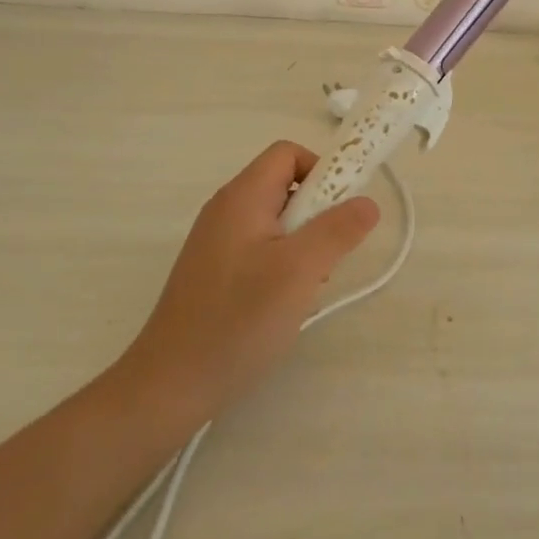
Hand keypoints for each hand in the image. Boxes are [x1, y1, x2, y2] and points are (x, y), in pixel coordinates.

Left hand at [126, 142, 380, 417]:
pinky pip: (261, 248)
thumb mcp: (300, 270)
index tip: (341, 211)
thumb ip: (338, 230)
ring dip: (303, 243)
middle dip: (317, 213)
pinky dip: (283, 264)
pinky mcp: (215, 271)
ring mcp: (217, 242)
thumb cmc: (238, 319)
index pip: (288, 154)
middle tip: (327, 256)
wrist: (171, 384)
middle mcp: (226, 209)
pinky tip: (284, 302)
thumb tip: (368, 202)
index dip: (322, 171)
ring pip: (276, 221)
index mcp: (242, 196)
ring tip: (308, 285)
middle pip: (284, 186)